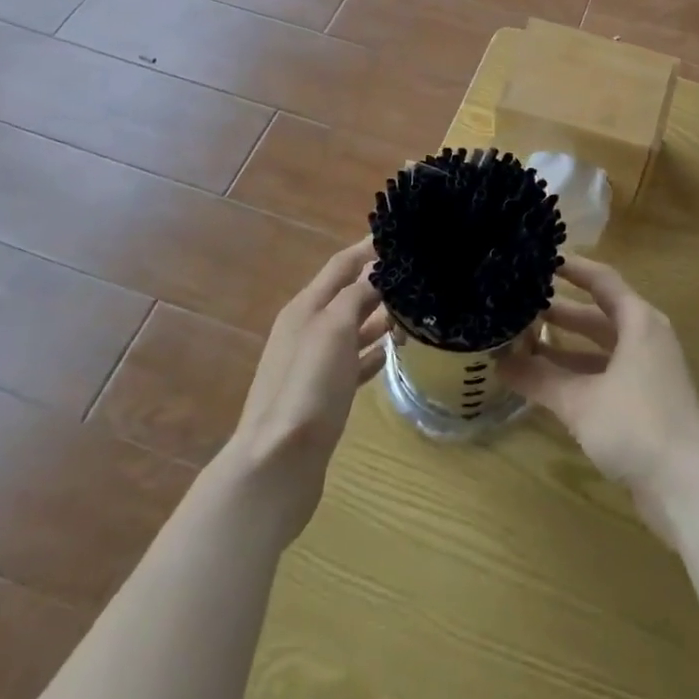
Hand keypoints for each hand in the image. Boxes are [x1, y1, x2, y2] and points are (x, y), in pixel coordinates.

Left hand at [212, 240, 388, 546]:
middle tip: (421, 274)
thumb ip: (356, 294)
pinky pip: (354, 362)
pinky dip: (373, 353)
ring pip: (354, 328)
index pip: (342, 264)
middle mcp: (308, 329)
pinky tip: (393, 354)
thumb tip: (378, 266)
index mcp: (306, 308)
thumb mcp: (334, 330)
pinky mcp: (324, 395)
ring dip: (382, 317)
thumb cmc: (308, 388)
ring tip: (417, 311)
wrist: (277, 465)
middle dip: (381, 281)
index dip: (369, 247)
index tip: (402, 233)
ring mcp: (314, 364)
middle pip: (349, 294)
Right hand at [502, 257, 698, 540]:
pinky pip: (604, 375)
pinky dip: (576, 374)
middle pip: (599, 315)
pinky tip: (545, 384)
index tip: (540, 258)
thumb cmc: (637, 426)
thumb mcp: (581, 401)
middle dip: (561, 311)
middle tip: (520, 304)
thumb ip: (539, 379)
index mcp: (639, 322)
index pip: (602, 280)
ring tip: (522, 342)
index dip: (572, 267)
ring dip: (565, 347)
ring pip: (599, 349)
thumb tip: (498, 362)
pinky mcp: (644, 404)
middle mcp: (646, 340)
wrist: (689, 488)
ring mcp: (647, 373)